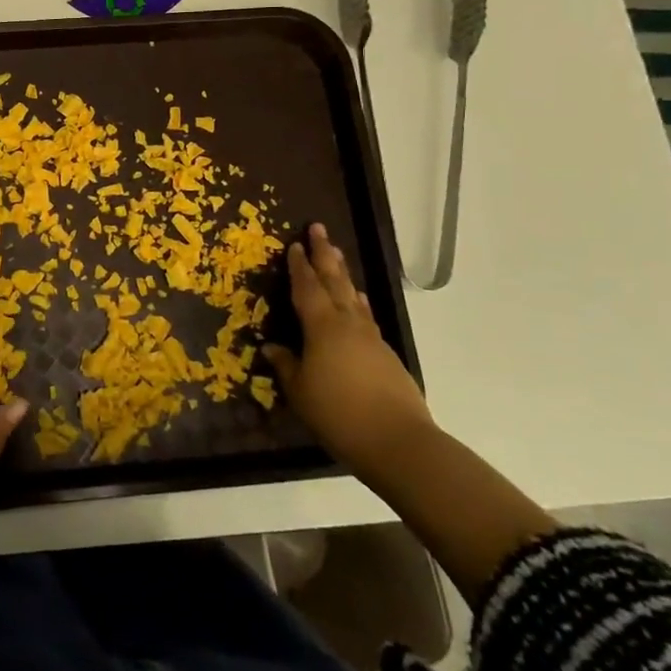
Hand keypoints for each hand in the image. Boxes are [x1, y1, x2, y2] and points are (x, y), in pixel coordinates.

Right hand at [263, 223, 434, 472]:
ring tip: (337, 257)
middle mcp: (348, 323)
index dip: (298, 266)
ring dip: (343, 274)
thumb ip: (286, 365)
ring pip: (353, 295)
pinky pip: (366, 316)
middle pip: (335, 281)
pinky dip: (358, 301)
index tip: (293, 244)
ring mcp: (370, 337)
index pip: (307, 287)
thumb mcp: (301, 391)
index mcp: (322, 326)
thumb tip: (272, 347)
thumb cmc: (338, 413)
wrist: (398, 441)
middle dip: (325, 254)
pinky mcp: (385, 354)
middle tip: (319, 229)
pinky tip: (358, 302)